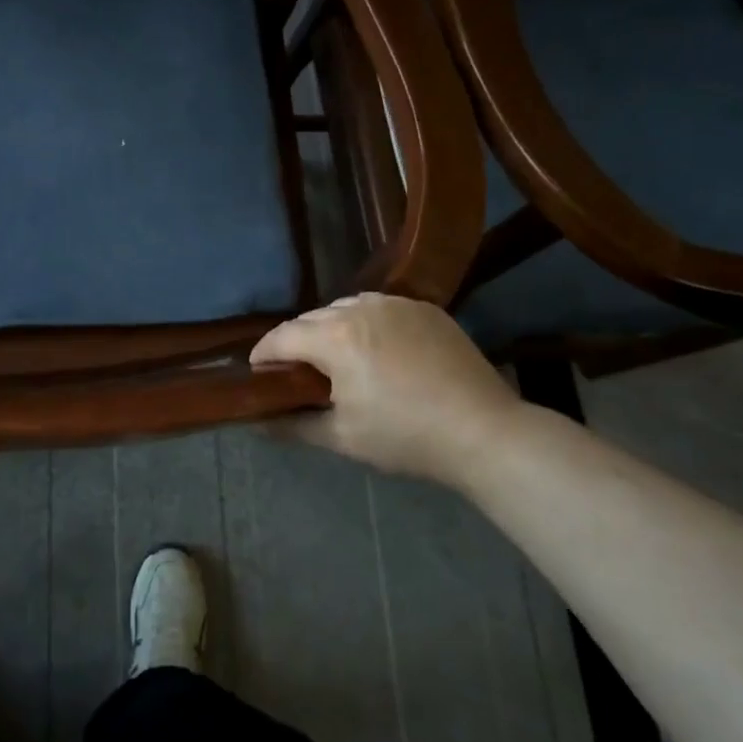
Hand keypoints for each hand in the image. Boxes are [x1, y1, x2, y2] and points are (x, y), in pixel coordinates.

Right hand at [250, 293, 524, 480]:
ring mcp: (396, 303)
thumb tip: (258, 422)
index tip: (257, 373)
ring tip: (338, 359)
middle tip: (298, 373)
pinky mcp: (425, 308)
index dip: (263, 355)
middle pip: (311, 319)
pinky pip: (380, 308)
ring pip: (345, 307)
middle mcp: (360, 309)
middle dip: (297, 342)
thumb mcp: (343, 437)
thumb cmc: (405, 436)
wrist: (484, 432)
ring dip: (331, 328)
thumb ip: (293, 425)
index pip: (282, 337)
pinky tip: (378, 350)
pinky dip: (366, 323)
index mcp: (335, 337)